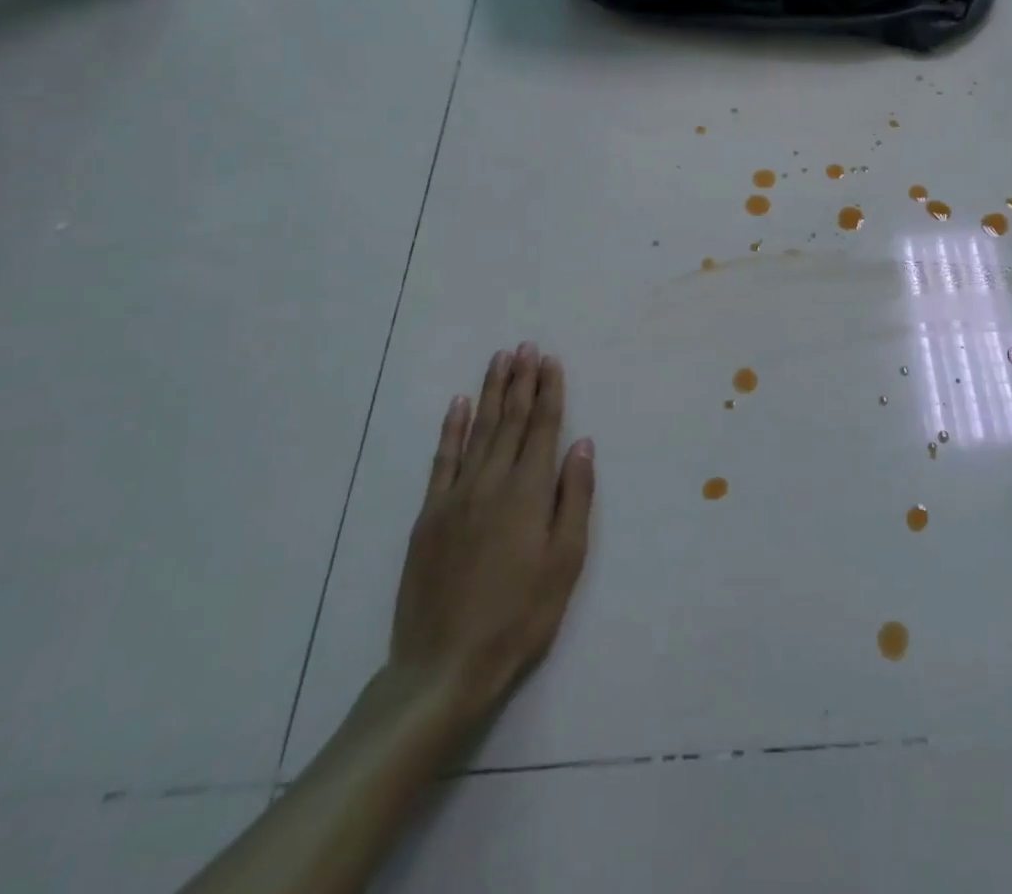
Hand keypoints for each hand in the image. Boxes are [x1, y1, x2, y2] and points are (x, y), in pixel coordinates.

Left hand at [387, 343, 594, 740]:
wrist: (444, 665)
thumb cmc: (519, 616)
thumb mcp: (565, 562)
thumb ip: (574, 498)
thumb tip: (581, 444)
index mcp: (527, 492)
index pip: (543, 428)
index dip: (549, 391)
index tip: (550, 360)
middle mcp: (491, 482)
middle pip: (511, 420)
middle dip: (521, 380)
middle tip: (526, 346)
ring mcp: (455, 496)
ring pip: (479, 430)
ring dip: (492, 392)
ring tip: (500, 360)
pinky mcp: (429, 515)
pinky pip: (443, 459)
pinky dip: (452, 428)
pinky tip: (459, 404)